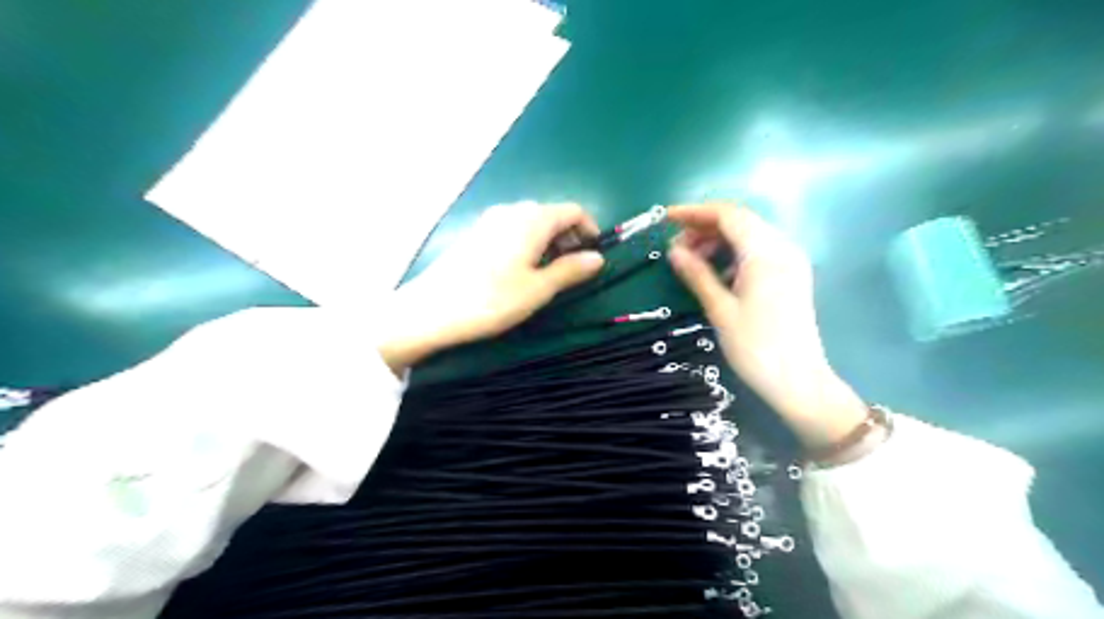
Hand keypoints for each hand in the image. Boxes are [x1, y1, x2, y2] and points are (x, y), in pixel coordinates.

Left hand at [380, 201, 601, 372]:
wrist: (431, 309)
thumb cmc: (491, 300)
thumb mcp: (538, 289)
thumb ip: (570, 270)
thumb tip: (597, 258)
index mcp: (532, 219)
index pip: (572, 211)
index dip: (589, 229)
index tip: (594, 254)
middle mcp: (511, 211)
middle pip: (551, 214)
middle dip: (569, 236)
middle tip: (574, 267)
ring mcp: (489, 220)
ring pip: (530, 221)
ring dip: (548, 240)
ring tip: (549, 271)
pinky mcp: (475, 233)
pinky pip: (511, 228)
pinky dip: (527, 242)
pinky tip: (520, 268)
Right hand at [663, 204, 871, 448]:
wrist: (798, 381)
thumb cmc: (755, 347)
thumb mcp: (720, 309)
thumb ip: (697, 274)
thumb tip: (674, 250)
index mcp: (766, 253)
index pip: (728, 215)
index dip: (695, 212)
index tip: (666, 219)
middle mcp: (782, 248)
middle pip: (740, 222)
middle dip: (704, 228)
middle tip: (675, 248)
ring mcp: (790, 261)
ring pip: (749, 235)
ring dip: (718, 241)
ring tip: (691, 261)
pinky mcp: (791, 275)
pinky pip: (758, 252)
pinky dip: (733, 254)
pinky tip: (716, 273)